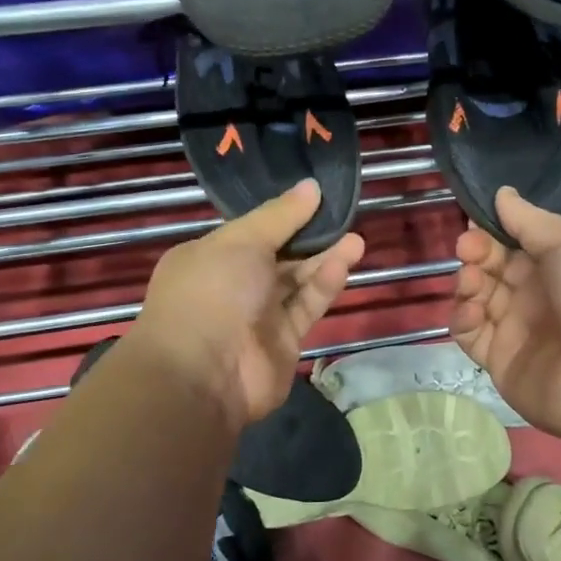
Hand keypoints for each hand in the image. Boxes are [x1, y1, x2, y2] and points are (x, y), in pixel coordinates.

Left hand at [133, 180, 363, 428]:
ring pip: (296, 281)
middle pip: (277, 255)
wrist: (204, 374)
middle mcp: (232, 285)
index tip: (315, 197)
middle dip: (309, 237)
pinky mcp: (283, 341)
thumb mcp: (242, 241)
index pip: (251, 230)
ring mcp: (257, 316)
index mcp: (208, 257)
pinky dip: (323, 285)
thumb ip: (281, 215)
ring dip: (324, 259)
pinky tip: (345, 262)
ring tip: (356, 238)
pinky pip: (305, 306)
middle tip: (343, 216)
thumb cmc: (212, 292)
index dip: (282, 214)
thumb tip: (311, 186)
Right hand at [451, 188, 560, 445]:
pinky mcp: (500, 362)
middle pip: (491, 268)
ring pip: (476, 298)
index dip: (491, 231)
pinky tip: (473, 310)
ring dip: (467, 282)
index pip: (513, 242)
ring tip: (472, 279)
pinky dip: (463, 318)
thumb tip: (502, 193)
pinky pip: (471, 335)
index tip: (473, 222)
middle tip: (468, 249)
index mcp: (558, 264)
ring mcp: (517, 330)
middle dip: (475, 252)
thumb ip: (529, 220)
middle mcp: (536, 295)